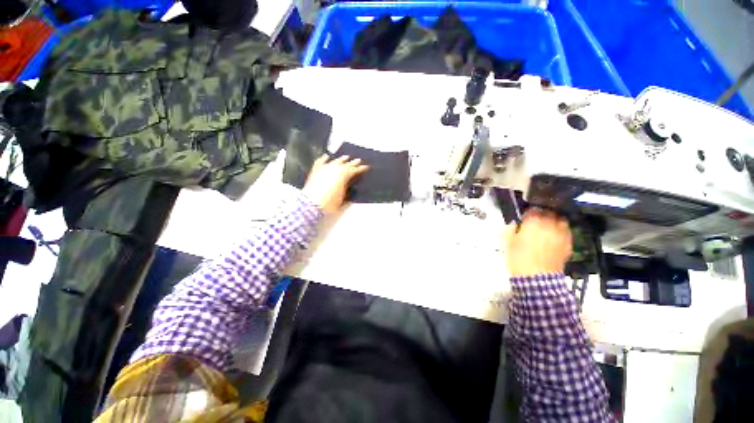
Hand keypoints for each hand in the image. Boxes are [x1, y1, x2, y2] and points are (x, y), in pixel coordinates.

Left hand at [303, 155, 369, 212]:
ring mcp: (325, 168)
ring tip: (346, 157)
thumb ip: (347, 190)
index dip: (361, 169)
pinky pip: (321, 161)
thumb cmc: (330, 202)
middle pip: (346, 164)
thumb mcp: (342, 198)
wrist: (311, 202)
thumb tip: (349, 185)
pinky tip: (326, 156)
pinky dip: (324, 158)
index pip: (354, 170)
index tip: (366, 167)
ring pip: (335, 161)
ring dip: (341, 159)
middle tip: (358, 160)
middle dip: (353, 163)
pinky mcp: (316, 170)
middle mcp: (335, 169)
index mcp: (344, 175)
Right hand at [505, 209, 571, 276]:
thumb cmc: (518, 257)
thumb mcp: (508, 241)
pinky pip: (566, 231)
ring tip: (548, 226)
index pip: (533, 209)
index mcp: (534, 222)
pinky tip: (555, 236)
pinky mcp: (568, 243)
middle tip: (536, 221)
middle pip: (549, 212)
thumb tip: (515, 223)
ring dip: (554, 220)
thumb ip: (511, 228)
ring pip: (561, 220)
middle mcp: (550, 224)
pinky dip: (561, 231)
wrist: (536, 277)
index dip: (528, 212)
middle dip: (542, 214)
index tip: (524, 217)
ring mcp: (562, 233)